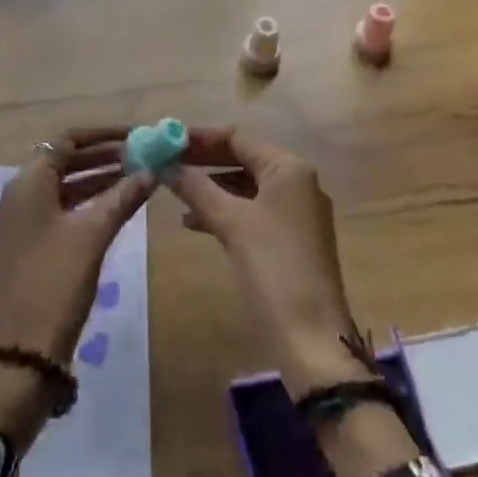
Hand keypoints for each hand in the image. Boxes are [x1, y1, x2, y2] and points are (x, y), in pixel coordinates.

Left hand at [0, 130, 153, 447]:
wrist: (20, 357)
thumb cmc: (55, 284)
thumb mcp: (92, 236)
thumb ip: (122, 197)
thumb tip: (151, 169)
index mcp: (27, 183)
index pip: (66, 140)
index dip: (102, 135)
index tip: (136, 135)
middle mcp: (19, 195)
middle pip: (63, 161)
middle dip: (102, 156)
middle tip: (142, 156)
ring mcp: (20, 224)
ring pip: (62, 188)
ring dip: (96, 180)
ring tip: (137, 178)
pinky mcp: (26, 248)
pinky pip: (59, 211)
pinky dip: (86, 204)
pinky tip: (116, 209)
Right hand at [164, 130, 367, 394]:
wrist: (312, 337)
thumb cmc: (273, 267)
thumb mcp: (230, 222)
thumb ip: (196, 188)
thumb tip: (164, 164)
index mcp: (289, 168)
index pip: (237, 139)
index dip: (200, 139)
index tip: (166, 139)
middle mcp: (297, 182)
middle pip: (242, 160)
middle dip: (204, 163)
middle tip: (166, 162)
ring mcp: (296, 212)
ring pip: (245, 187)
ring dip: (211, 188)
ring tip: (174, 192)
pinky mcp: (291, 239)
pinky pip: (252, 211)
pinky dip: (224, 211)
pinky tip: (194, 222)